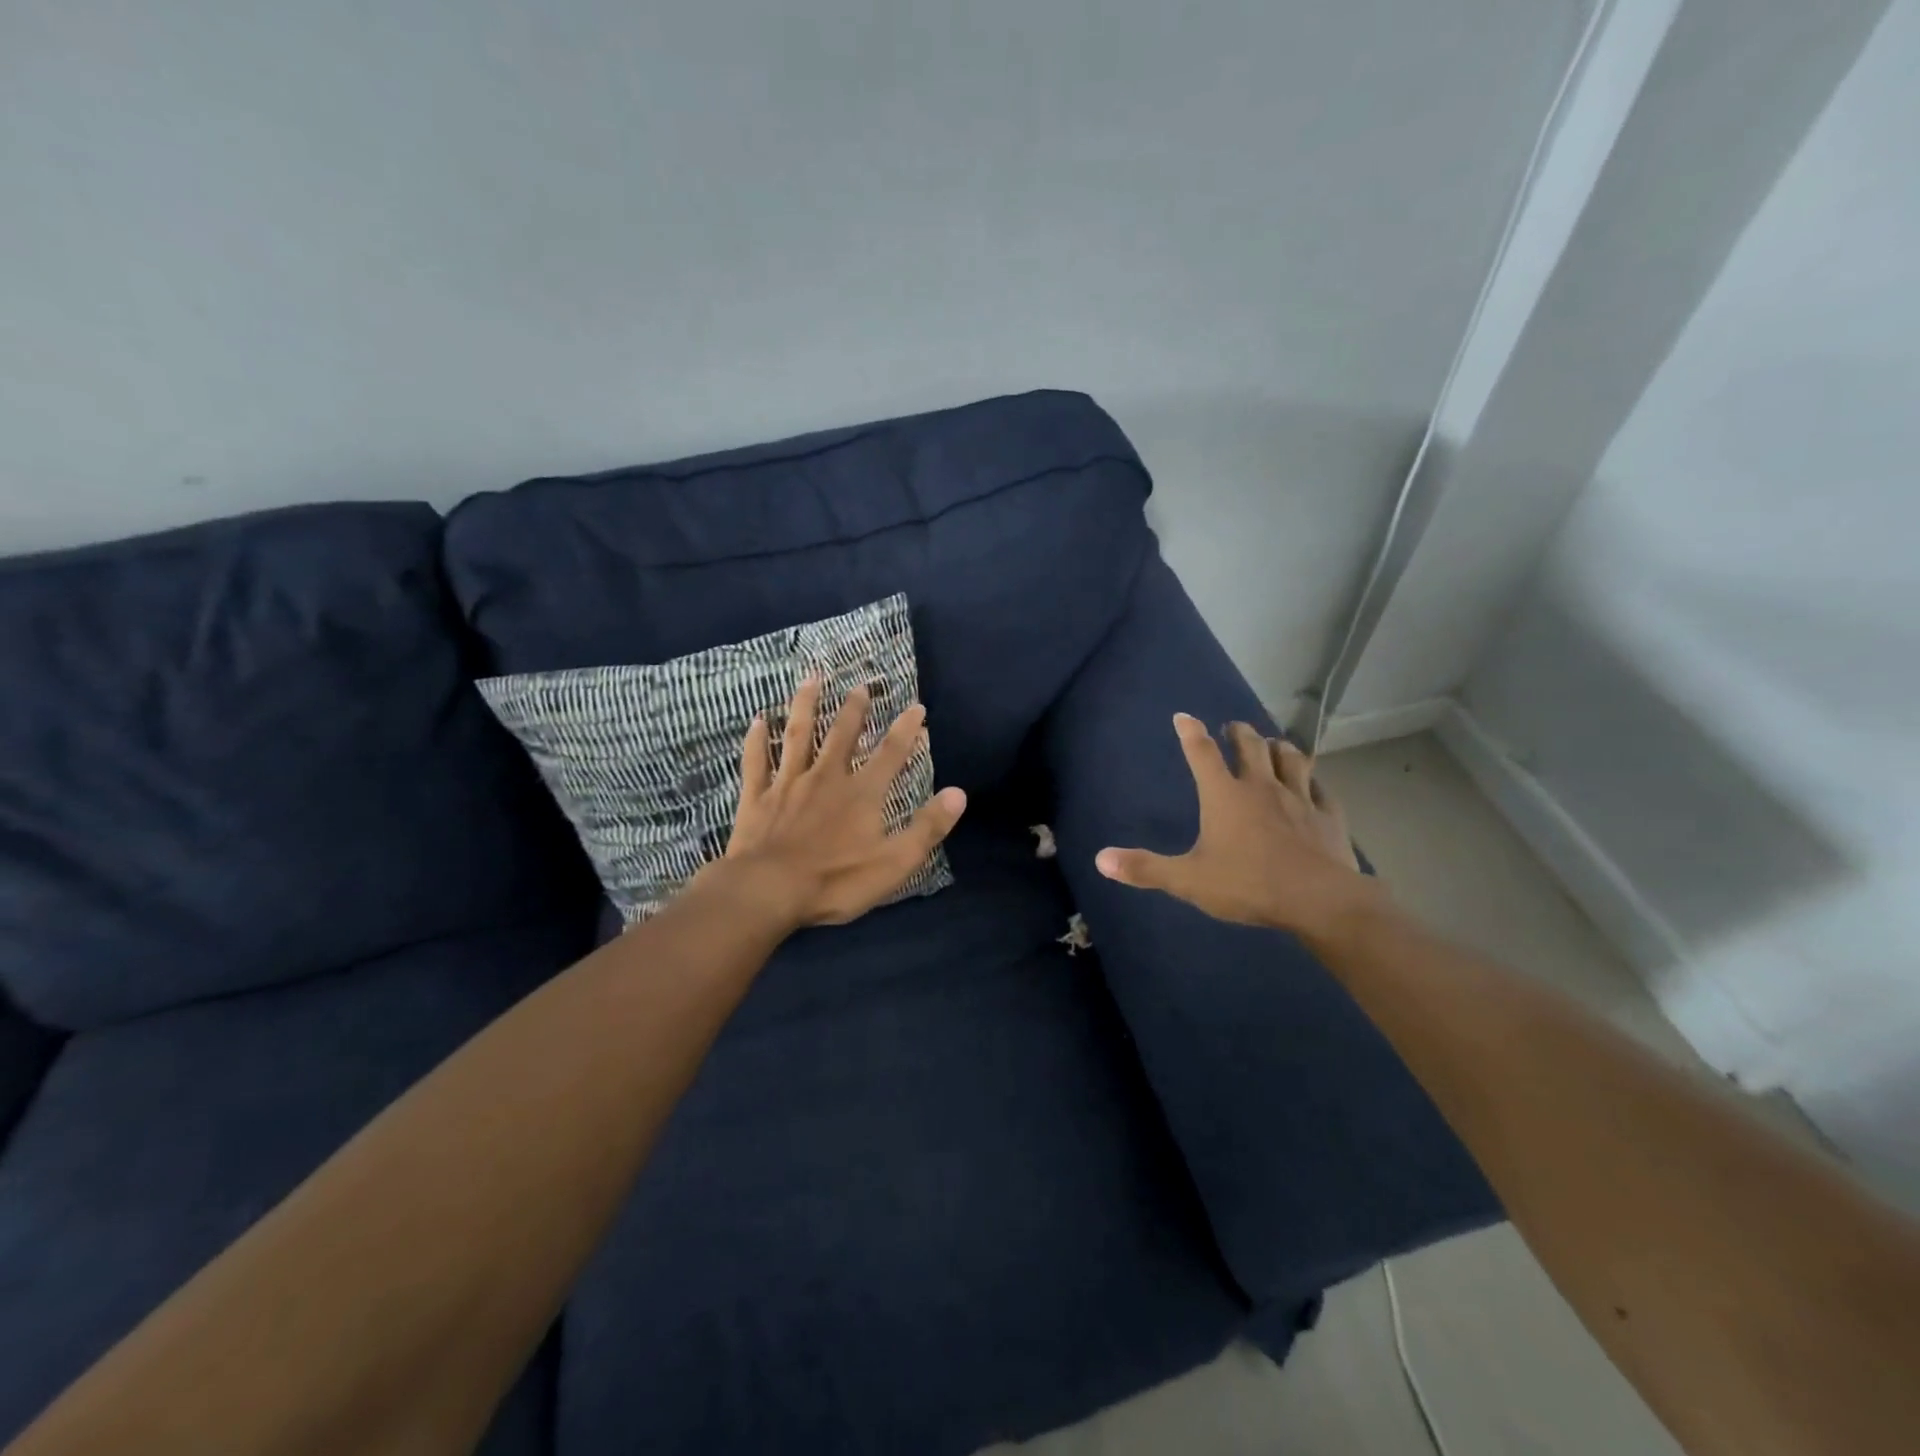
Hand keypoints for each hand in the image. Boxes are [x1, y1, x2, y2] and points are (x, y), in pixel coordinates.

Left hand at [710, 677, 966, 928]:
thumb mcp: (894, 862)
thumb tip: (959, 793)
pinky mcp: (757, 797)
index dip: (906, 730)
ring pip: (798, 735)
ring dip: (806, 706)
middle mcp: (826, 777)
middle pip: (842, 735)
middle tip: (860, 686)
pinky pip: (757, 761)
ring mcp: (788, 784)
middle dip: (855, 709)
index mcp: (861, 793)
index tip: (917, 707)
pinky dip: (757, 740)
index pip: (890, 753)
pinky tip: (757, 720)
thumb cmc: (835, 880)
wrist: (768, 891)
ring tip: (811, 679)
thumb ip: (927, 827)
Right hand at [1095, 714, 1386, 941]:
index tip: (1183, 716)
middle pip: (1250, 746)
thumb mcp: (1188, 880)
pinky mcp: (1328, 816)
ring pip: (1291, 758)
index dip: (1190, 732)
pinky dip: (1314, 781)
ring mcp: (1299, 798)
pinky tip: (1313, 783)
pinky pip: (1322, 789)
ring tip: (1273, 745)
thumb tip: (1100, 859)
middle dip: (1239, 732)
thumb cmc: (1248, 884)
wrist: (1318, 899)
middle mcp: (1261, 787)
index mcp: (1224, 795)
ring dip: (1279, 748)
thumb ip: (1146, 868)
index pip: (1202, 753)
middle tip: (1233, 728)